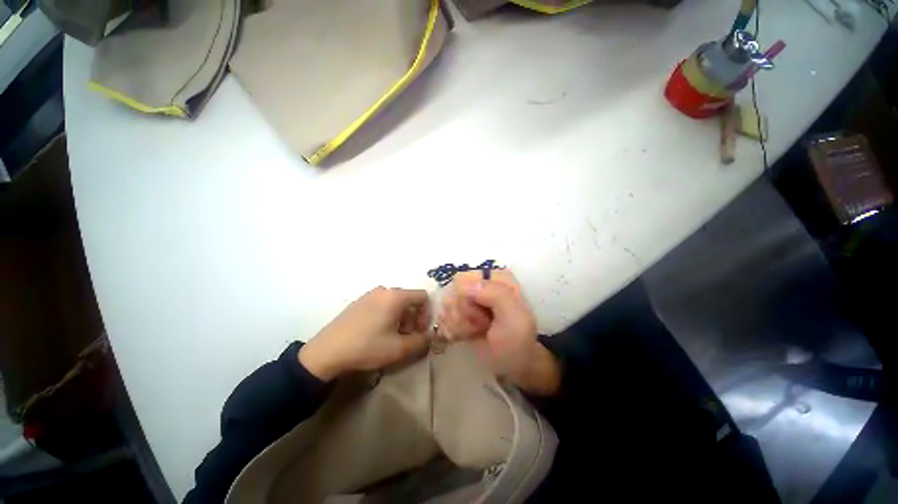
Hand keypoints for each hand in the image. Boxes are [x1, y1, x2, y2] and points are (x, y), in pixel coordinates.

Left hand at [299, 287, 430, 380]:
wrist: (326, 352)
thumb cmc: (366, 347)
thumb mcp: (398, 348)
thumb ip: (421, 341)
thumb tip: (431, 336)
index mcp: (395, 296)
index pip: (422, 296)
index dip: (426, 313)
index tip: (420, 330)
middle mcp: (384, 290)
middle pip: (409, 299)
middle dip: (413, 317)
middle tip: (407, 336)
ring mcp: (370, 294)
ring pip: (396, 302)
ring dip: (401, 318)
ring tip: (392, 336)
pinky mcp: (360, 301)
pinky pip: (382, 304)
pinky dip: (388, 315)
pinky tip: (378, 332)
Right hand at [453, 274, 561, 396]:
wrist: (512, 365)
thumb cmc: (516, 342)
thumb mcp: (514, 317)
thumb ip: (496, 294)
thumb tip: (463, 285)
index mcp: (496, 278)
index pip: (464, 279)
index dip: (469, 298)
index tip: (484, 314)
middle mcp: (479, 284)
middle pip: (453, 292)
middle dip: (465, 313)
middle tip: (484, 325)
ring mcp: (468, 298)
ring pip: (447, 305)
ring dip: (460, 323)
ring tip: (478, 331)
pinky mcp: (459, 312)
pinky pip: (444, 316)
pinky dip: (453, 329)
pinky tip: (467, 335)